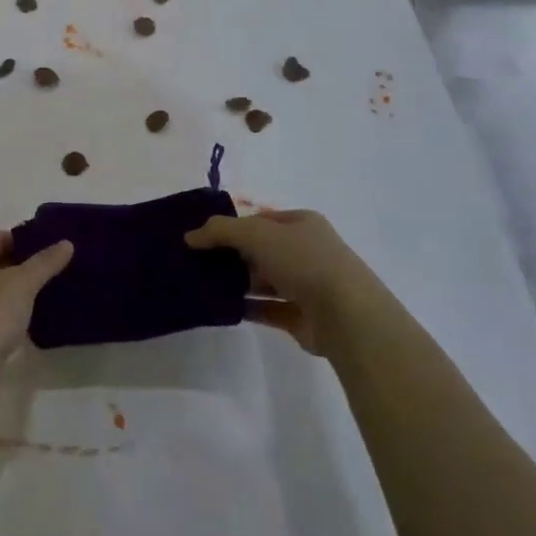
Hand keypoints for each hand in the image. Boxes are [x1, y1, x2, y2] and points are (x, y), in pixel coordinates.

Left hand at [0, 231, 73, 408]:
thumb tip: (66, 242)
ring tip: (53, 291)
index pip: (0, 236)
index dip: (26, 239)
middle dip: (26, 264)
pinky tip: (35, 318)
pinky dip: (13, 312)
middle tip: (59, 268)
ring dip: (21, 290)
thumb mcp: (23, 283)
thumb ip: (45, 262)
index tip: (54, 248)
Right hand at [184, 209, 380, 349]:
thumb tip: (189, 236)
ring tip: (201, 285)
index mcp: (301, 224)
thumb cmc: (303, 261)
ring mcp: (305, 284)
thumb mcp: (256, 234)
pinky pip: (266, 309)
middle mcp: (306, 251)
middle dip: (230, 255)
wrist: (345, 314)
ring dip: (236, 283)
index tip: (202, 237)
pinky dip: (245, 308)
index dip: (232, 226)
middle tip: (195, 262)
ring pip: (262, 280)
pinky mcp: (300, 316)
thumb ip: (220, 231)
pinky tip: (220, 308)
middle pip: (260, 250)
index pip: (260, 219)